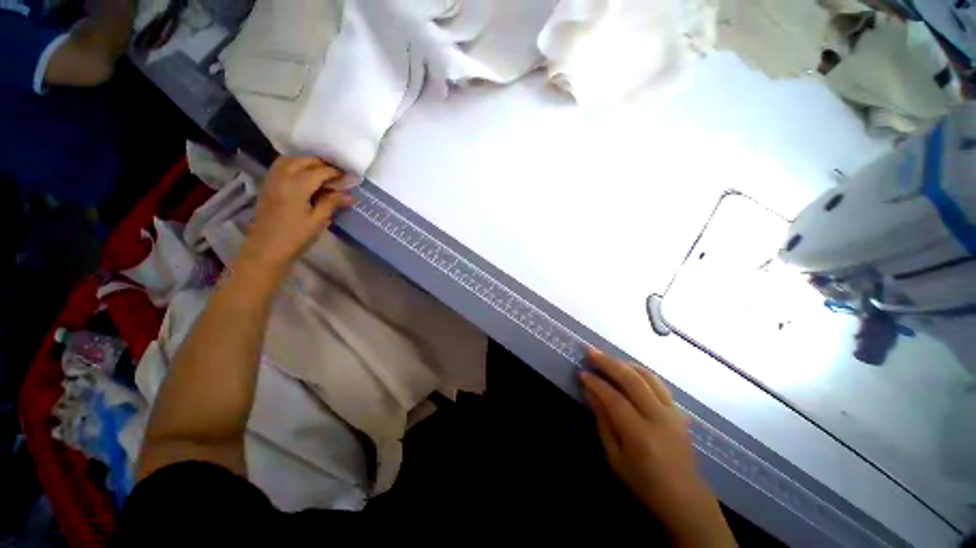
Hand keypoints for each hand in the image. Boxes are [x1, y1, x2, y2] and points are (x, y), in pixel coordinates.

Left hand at [239, 157, 352, 272]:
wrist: (266, 249)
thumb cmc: (295, 237)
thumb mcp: (318, 221)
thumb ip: (332, 203)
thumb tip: (349, 195)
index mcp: (296, 186)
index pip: (320, 171)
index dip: (336, 173)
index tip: (349, 178)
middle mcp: (282, 177)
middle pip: (304, 160)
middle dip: (322, 164)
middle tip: (337, 175)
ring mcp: (272, 180)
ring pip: (290, 160)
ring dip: (307, 162)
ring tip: (321, 172)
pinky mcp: (267, 185)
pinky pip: (280, 166)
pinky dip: (294, 165)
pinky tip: (304, 176)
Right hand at [580, 350, 735, 546]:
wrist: (685, 498)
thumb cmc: (644, 483)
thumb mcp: (615, 458)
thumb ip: (603, 421)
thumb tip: (589, 391)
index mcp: (641, 436)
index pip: (614, 399)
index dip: (596, 383)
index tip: (581, 372)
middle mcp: (659, 418)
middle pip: (632, 380)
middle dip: (608, 363)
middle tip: (590, 352)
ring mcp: (672, 412)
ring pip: (646, 376)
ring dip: (623, 363)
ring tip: (606, 357)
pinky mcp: (678, 410)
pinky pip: (657, 382)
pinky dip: (639, 370)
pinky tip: (627, 368)